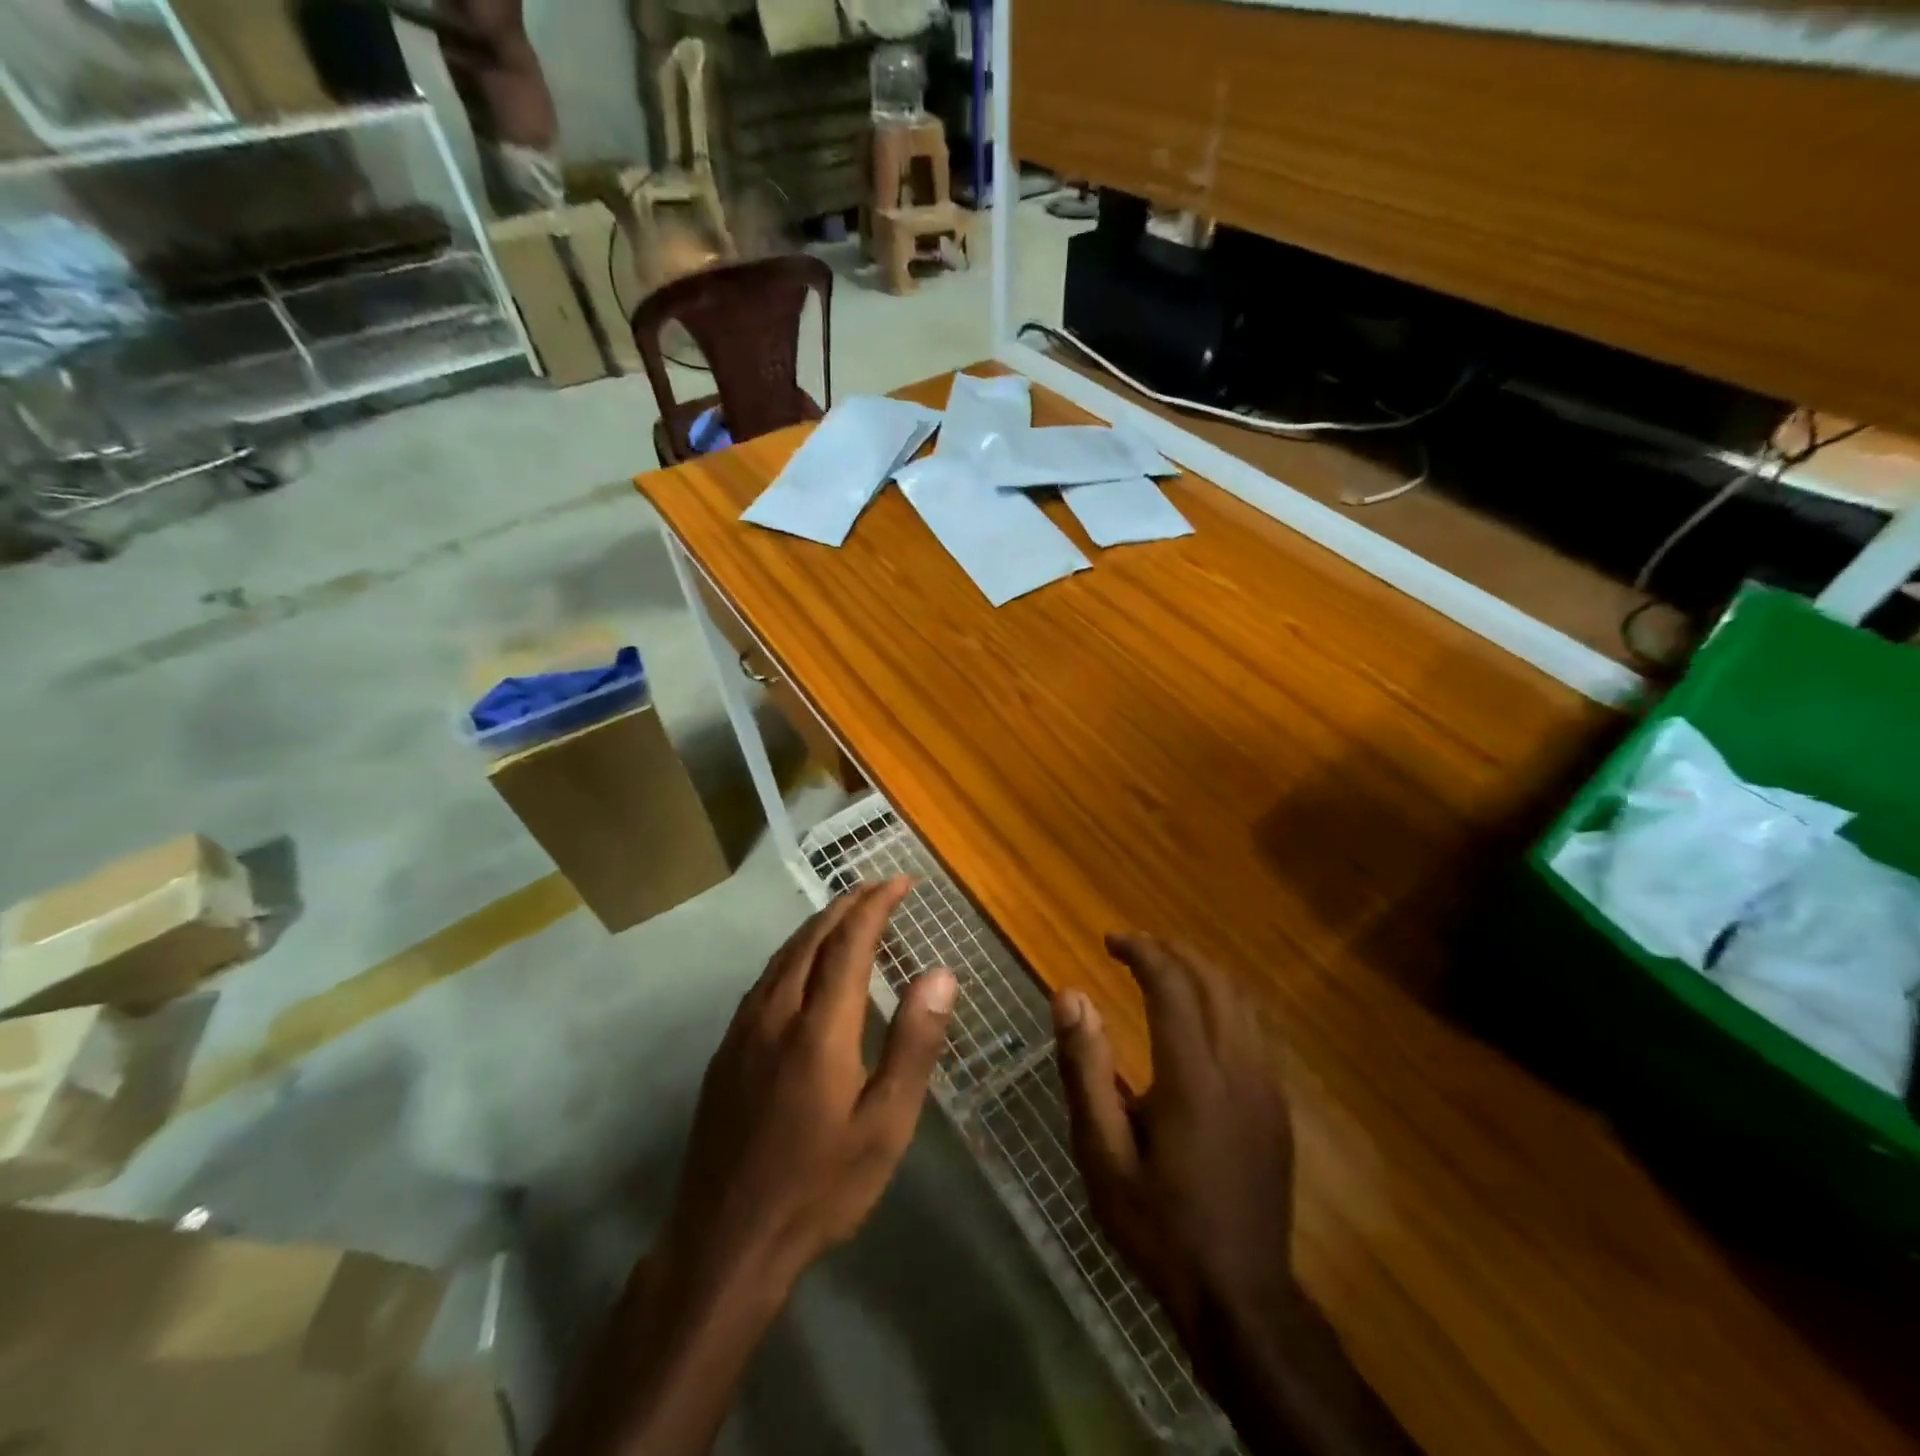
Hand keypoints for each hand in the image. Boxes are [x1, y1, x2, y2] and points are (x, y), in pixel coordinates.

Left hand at [539, 881, 955, 1455]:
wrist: (724, 1242)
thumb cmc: (819, 1187)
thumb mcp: (885, 1125)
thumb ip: (913, 1044)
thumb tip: (940, 974)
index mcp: (819, 1027)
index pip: (850, 942)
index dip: (876, 905)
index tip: (900, 882)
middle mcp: (776, 1013)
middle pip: (812, 937)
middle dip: (848, 904)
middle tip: (879, 887)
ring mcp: (744, 1030)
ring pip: (783, 954)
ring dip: (819, 924)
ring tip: (847, 912)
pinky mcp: (726, 1050)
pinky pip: (765, 978)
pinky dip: (794, 952)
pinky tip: (803, 963)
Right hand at [1058, 937, 1419, 1455]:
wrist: (1241, 1297)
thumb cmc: (1158, 1226)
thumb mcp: (1102, 1154)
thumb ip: (1085, 1070)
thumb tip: (1070, 995)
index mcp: (1192, 1077)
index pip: (1172, 985)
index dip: (1142, 952)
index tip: (1111, 941)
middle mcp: (1237, 1068)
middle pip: (1213, 981)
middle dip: (1173, 952)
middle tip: (1134, 949)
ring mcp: (1266, 1086)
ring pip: (1242, 1000)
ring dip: (1202, 971)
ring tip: (1163, 970)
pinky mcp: (1278, 1105)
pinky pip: (1255, 1028)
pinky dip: (1224, 1000)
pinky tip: (1199, 1015)